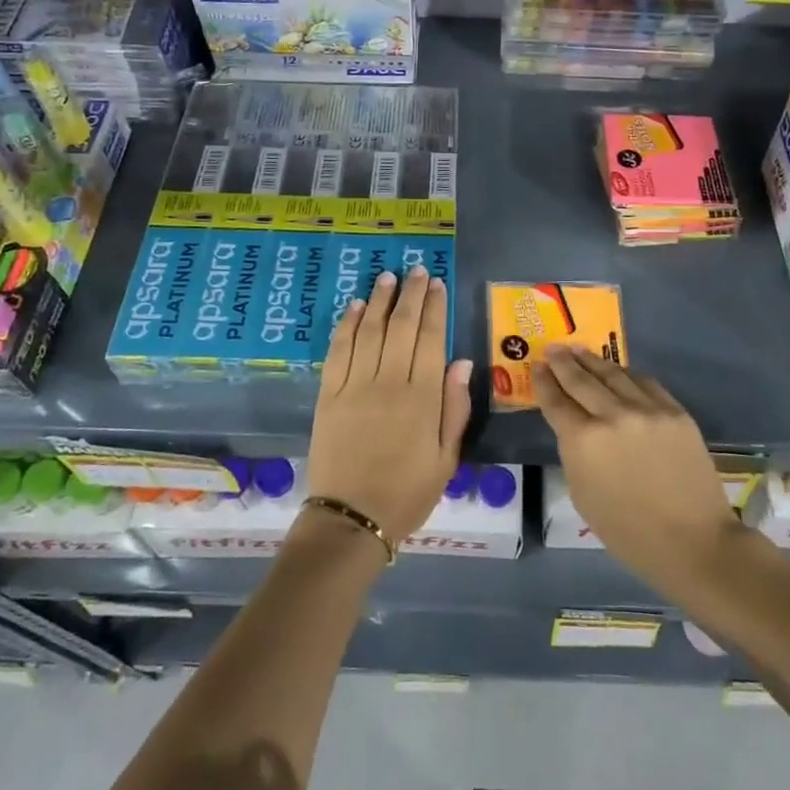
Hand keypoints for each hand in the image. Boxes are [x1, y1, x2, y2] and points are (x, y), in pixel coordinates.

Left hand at [307, 266, 471, 544]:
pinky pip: (338, 350)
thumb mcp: (446, 458)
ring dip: (379, 301)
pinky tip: (355, 307)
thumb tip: (461, 362)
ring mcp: (354, 385)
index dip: (434, 308)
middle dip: (410, 294)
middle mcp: (388, 382)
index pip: (430, 339)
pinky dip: (347, 325)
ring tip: (387, 277)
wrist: (351, 519)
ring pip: (369, 331)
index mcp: (421, 398)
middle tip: (415, 270)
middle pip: (401, 326)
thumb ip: (454, 408)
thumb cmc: (407, 493)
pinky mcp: (328, 394)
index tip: (436, 283)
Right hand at [533, 345, 743, 595]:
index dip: (543, 382)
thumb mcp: (582, 495)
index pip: (556, 401)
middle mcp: (612, 415)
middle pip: (581, 380)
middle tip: (553, 348)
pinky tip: (618, 370)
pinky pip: (644, 383)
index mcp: (583, 441)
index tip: (537, 366)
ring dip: (592, 361)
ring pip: (613, 374)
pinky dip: (626, 374)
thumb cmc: (629, 531)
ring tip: (579, 350)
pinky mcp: (674, 411)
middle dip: (563, 362)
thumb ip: (574, 453)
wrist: (693, 541)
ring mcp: (647, 409)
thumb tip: (574, 428)